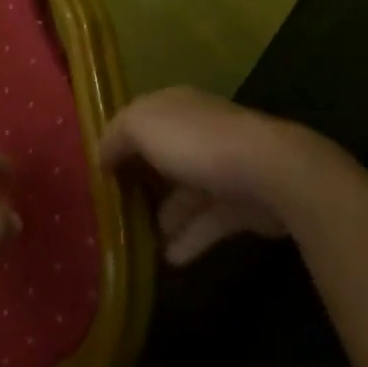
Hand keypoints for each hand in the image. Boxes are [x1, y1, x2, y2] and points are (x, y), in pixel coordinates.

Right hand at [99, 86, 351, 264]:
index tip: (97, 170)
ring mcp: (223, 169)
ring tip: (138, 241)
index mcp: (175, 107)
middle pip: (162, 158)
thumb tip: (101, 155)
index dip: (118, 142)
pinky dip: (189, 239)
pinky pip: (208, 223)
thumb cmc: (196, 142)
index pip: (139, 120)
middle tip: (114, 209)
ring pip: (185, 194)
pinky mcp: (242, 205)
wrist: (270, 173)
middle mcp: (198, 133)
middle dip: (141, 182)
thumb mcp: (140, 126)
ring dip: (164, 217)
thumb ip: (115, 137)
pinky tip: (169, 259)